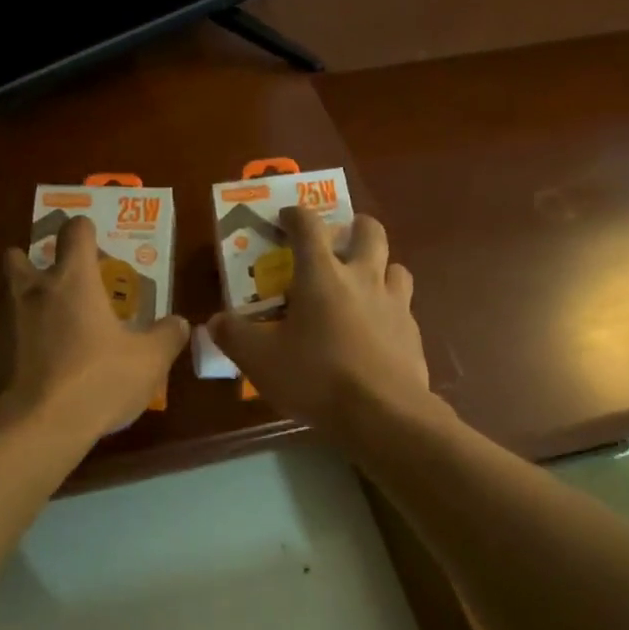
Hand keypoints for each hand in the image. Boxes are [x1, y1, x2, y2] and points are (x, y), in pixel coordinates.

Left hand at [0, 215, 189, 440]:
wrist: (29, 429)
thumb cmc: (95, 384)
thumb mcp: (148, 363)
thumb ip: (167, 337)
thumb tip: (179, 322)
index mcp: (71, 281)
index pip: (75, 232)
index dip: (85, 231)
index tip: (90, 239)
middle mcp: (26, 287)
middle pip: (19, 254)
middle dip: (32, 262)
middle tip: (52, 287)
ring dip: (15, 299)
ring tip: (35, 326)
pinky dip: (4, 338)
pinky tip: (20, 364)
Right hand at [207, 208, 432, 442]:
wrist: (382, 414)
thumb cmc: (316, 377)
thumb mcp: (260, 360)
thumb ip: (234, 336)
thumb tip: (215, 321)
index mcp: (322, 275)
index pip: (308, 227)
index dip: (295, 215)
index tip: (286, 216)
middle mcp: (363, 278)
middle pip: (369, 231)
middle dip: (355, 226)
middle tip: (341, 239)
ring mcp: (395, 304)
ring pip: (395, 266)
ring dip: (380, 267)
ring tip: (363, 285)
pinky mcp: (413, 333)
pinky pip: (404, 307)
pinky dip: (390, 309)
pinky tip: (377, 331)